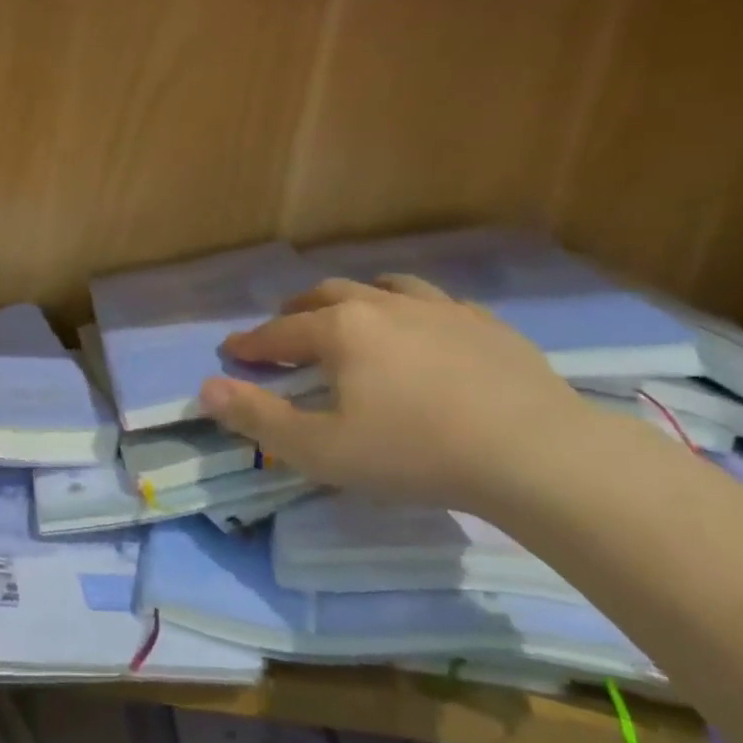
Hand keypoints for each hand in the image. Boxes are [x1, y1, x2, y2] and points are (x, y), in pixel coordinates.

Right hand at [199, 275, 587, 513]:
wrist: (537, 454)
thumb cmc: (415, 452)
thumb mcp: (322, 449)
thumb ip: (258, 418)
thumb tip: (205, 389)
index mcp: (341, 330)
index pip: (280, 332)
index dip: (250, 344)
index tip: (230, 352)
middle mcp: (384, 305)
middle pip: (327, 296)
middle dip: (297, 310)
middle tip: (283, 328)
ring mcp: (441, 310)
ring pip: (384, 287)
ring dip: (355, 298)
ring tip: (350, 314)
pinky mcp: (487, 325)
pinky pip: (437, 303)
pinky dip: (412, 311)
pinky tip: (422, 330)